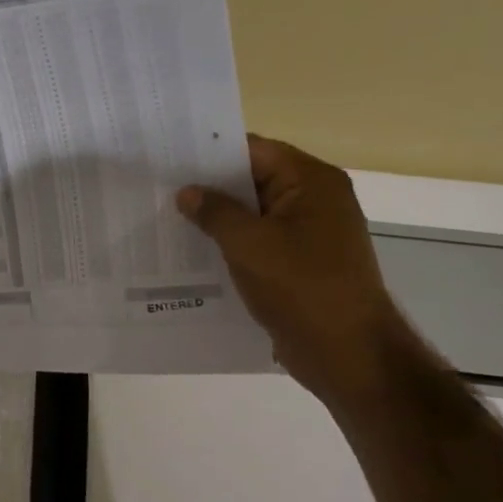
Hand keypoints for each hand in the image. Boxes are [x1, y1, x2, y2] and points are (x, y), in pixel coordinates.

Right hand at [177, 136, 413, 403]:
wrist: (346, 351)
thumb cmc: (301, 287)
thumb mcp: (249, 244)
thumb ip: (215, 212)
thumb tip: (188, 192)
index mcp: (311, 182)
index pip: (254, 150)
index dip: (211, 152)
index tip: (168, 157)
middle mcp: (314, 200)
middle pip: (252, 180)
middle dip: (208, 186)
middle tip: (157, 189)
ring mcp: (308, 233)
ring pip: (252, 214)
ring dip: (215, 219)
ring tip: (165, 220)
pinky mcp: (298, 263)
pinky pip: (257, 242)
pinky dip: (228, 245)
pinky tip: (191, 254)